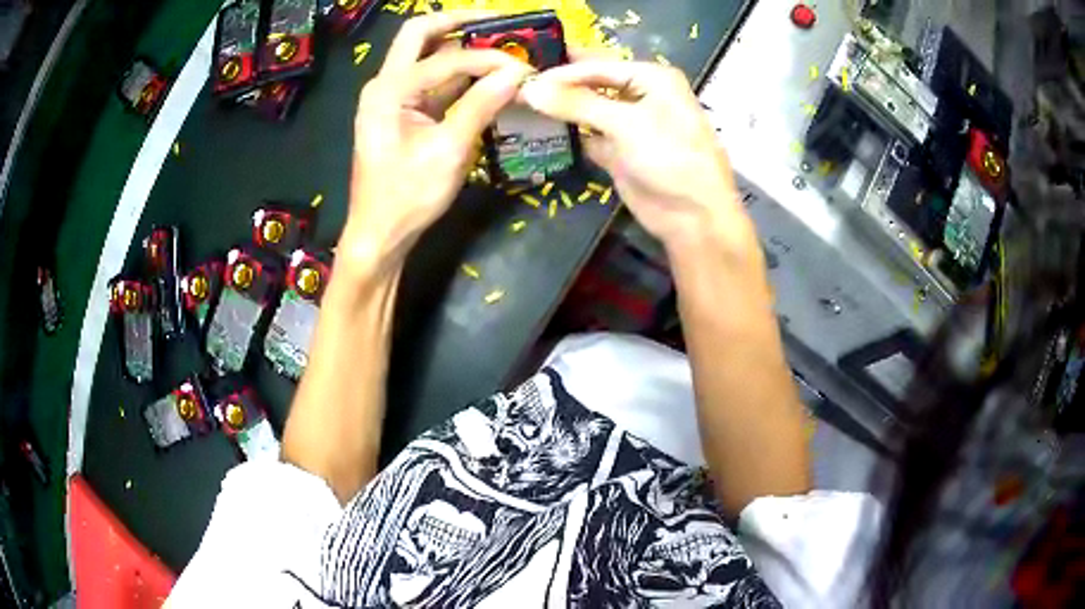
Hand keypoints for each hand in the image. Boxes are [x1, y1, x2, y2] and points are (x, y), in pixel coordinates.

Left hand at [339, 13, 533, 275]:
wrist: (380, 234)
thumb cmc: (407, 197)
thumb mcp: (448, 151)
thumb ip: (481, 106)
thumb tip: (517, 73)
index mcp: (388, 90)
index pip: (446, 59)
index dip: (487, 58)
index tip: (523, 65)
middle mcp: (385, 84)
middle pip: (420, 35)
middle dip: (459, 22)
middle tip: (499, 21)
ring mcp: (392, 97)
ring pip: (427, 56)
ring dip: (462, 48)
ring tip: (502, 46)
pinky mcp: (402, 112)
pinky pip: (432, 82)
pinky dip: (459, 76)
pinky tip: (487, 78)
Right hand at [520, 60, 749, 252]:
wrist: (693, 216)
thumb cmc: (670, 158)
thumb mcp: (625, 124)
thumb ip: (577, 103)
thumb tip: (529, 88)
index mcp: (651, 78)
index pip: (598, 67)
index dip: (562, 73)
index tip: (522, 79)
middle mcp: (641, 95)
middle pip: (593, 84)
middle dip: (560, 86)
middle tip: (519, 86)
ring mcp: (629, 125)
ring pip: (588, 110)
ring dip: (562, 110)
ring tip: (521, 105)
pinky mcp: (619, 152)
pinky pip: (589, 136)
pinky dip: (570, 135)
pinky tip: (540, 132)